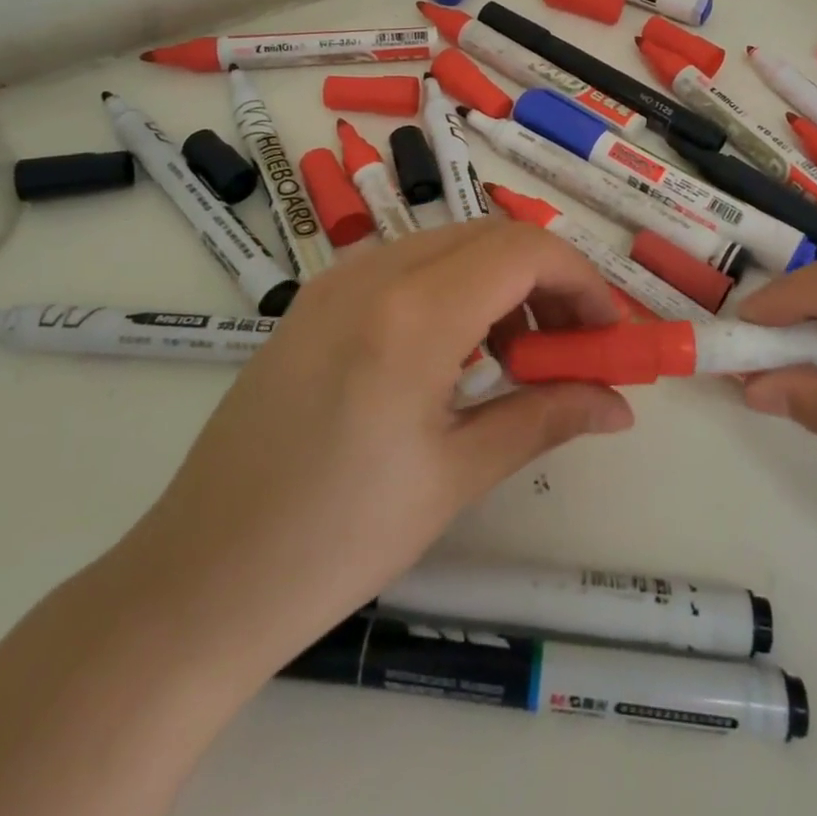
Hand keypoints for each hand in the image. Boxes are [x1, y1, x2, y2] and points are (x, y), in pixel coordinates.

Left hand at [116, 218, 632, 675]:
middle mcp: (372, 273)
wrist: (198, 579)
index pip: (524, 251)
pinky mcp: (314, 299)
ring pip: (448, 243)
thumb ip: (545, 418)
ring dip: (499, 280)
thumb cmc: (336, 541)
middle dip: (546, 279)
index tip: (606, 335)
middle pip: (490, 236)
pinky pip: (405, 264)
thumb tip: (619, 405)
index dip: (581, 281)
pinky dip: (452, 286)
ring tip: (515, 356)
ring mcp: (335, 280)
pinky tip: (454, 352)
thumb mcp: (455, 476)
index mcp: (412, 314)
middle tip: (569, 348)